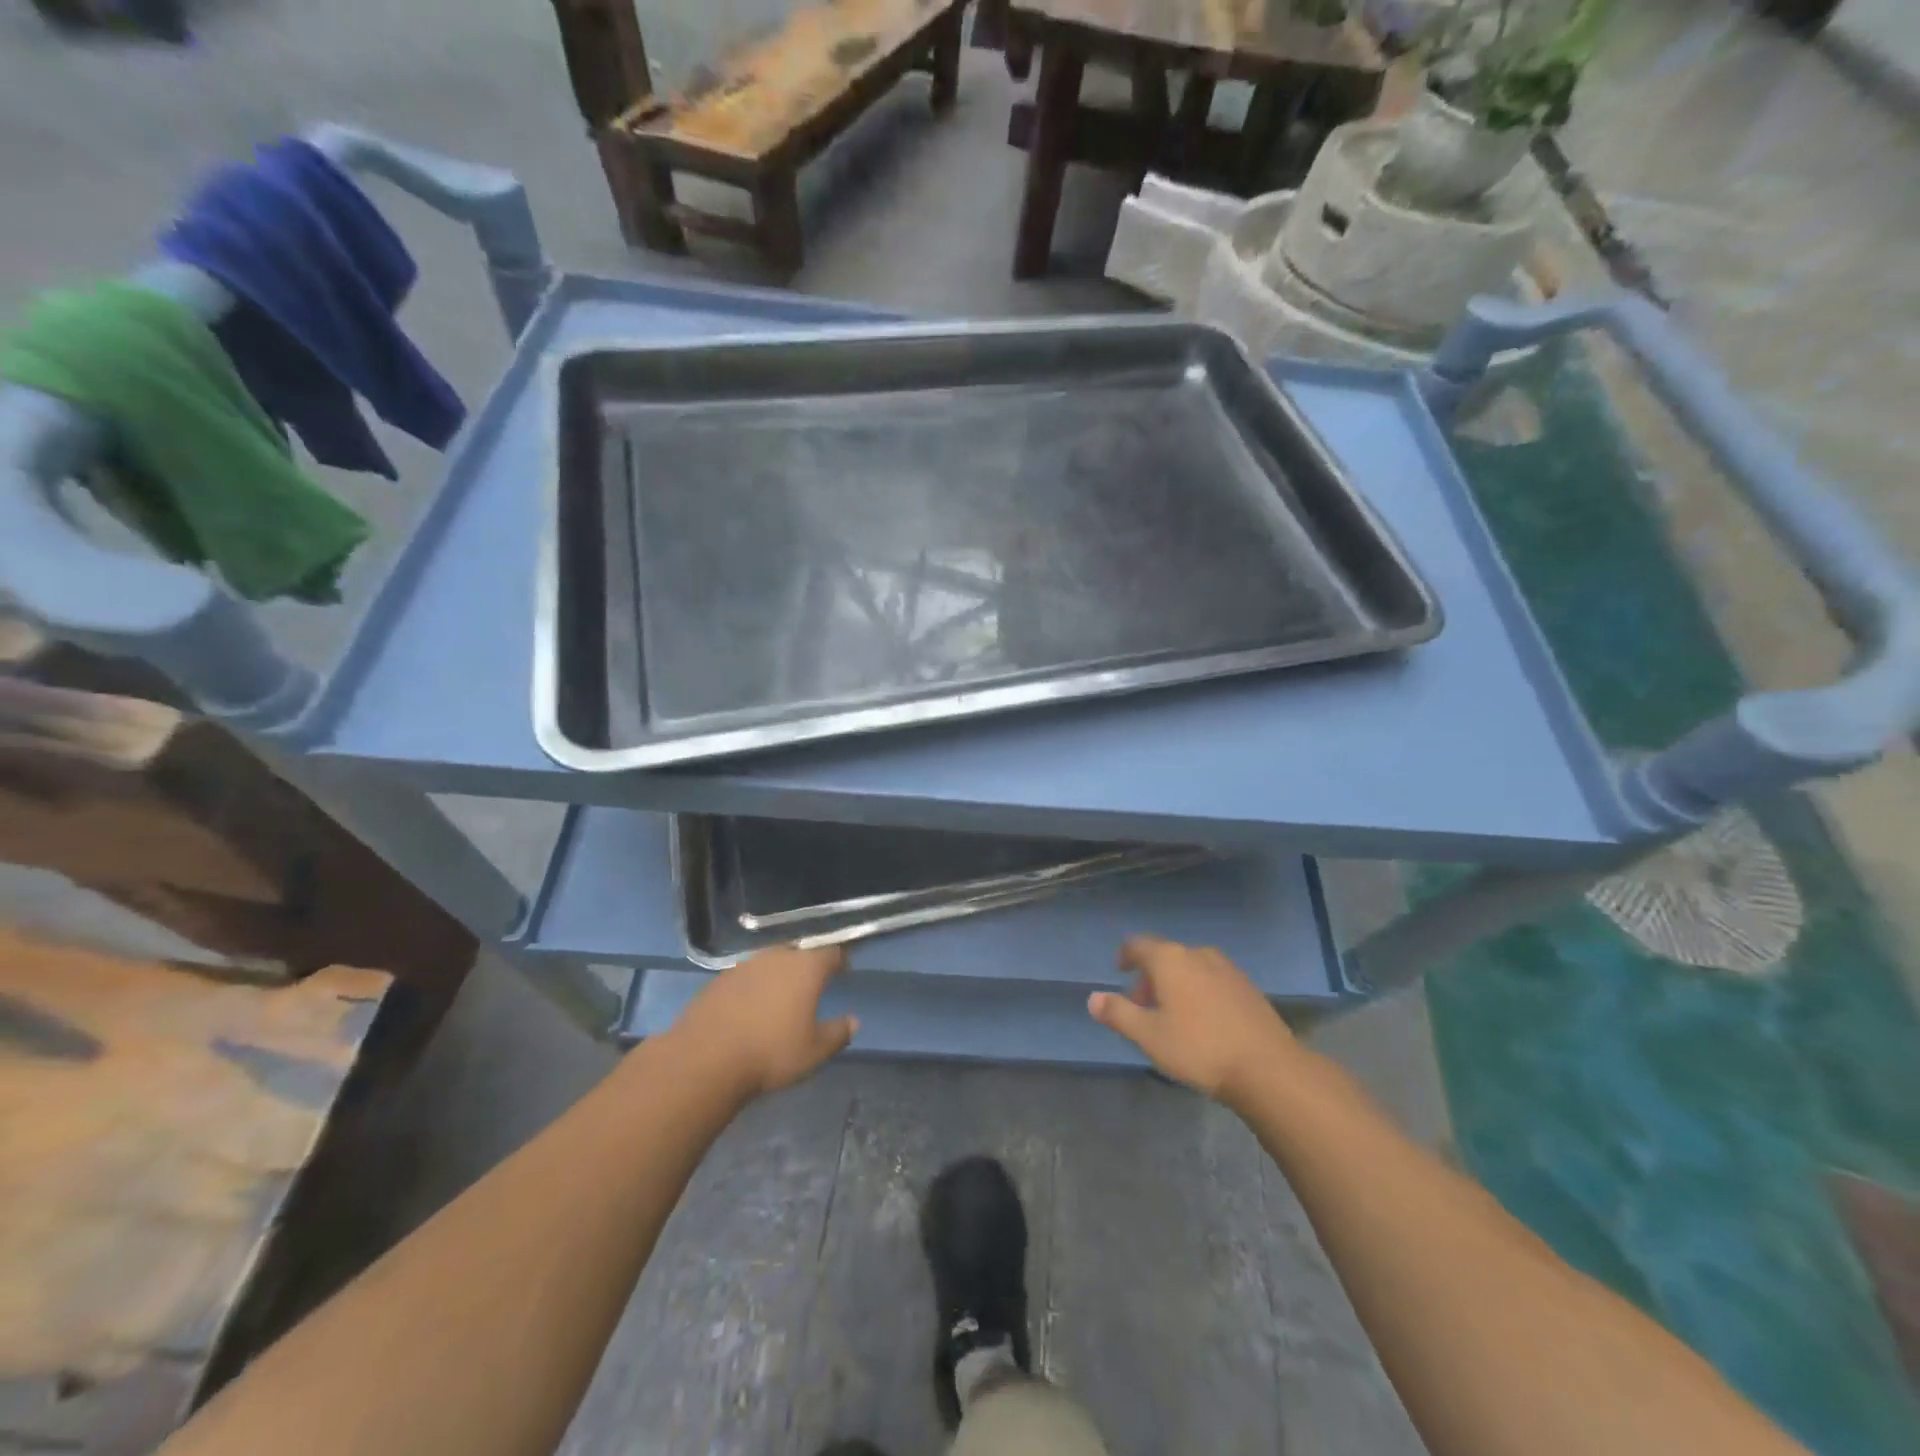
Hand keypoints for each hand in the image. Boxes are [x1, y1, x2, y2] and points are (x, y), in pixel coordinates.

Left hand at [673, 945, 857, 1098]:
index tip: (843, 970)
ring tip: (780, 997)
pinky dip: (753, 988)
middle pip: (798, 953)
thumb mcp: (814, 1051)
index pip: (830, 952)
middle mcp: (777, 957)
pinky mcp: (719, 980)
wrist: (705, 1059)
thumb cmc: (771, 1053)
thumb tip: (854, 1021)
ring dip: (777, 975)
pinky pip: (745, 977)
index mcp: (806, 968)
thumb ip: (838, 1033)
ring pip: (769, 963)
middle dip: (806, 965)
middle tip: (810, 984)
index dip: (839, 960)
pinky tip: (750, 1008)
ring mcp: (745, 966)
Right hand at [1088, 936, 1299, 1107]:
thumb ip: (1118, 1013)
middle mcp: (1198, 954)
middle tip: (1143, 1007)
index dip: (1125, 956)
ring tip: (1172, 1017)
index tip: (1120, 973)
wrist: (1268, 1068)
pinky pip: (1211, 979)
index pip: (1137, 944)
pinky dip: (1198, 991)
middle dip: (1150, 978)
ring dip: (1175, 985)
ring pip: (1190, 968)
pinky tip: (1203, 1022)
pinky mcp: (1247, 987)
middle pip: (1165, 956)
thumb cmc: (1199, 1048)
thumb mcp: (1149, 1036)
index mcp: (1170, 959)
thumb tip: (1093, 998)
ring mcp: (1227, 968)